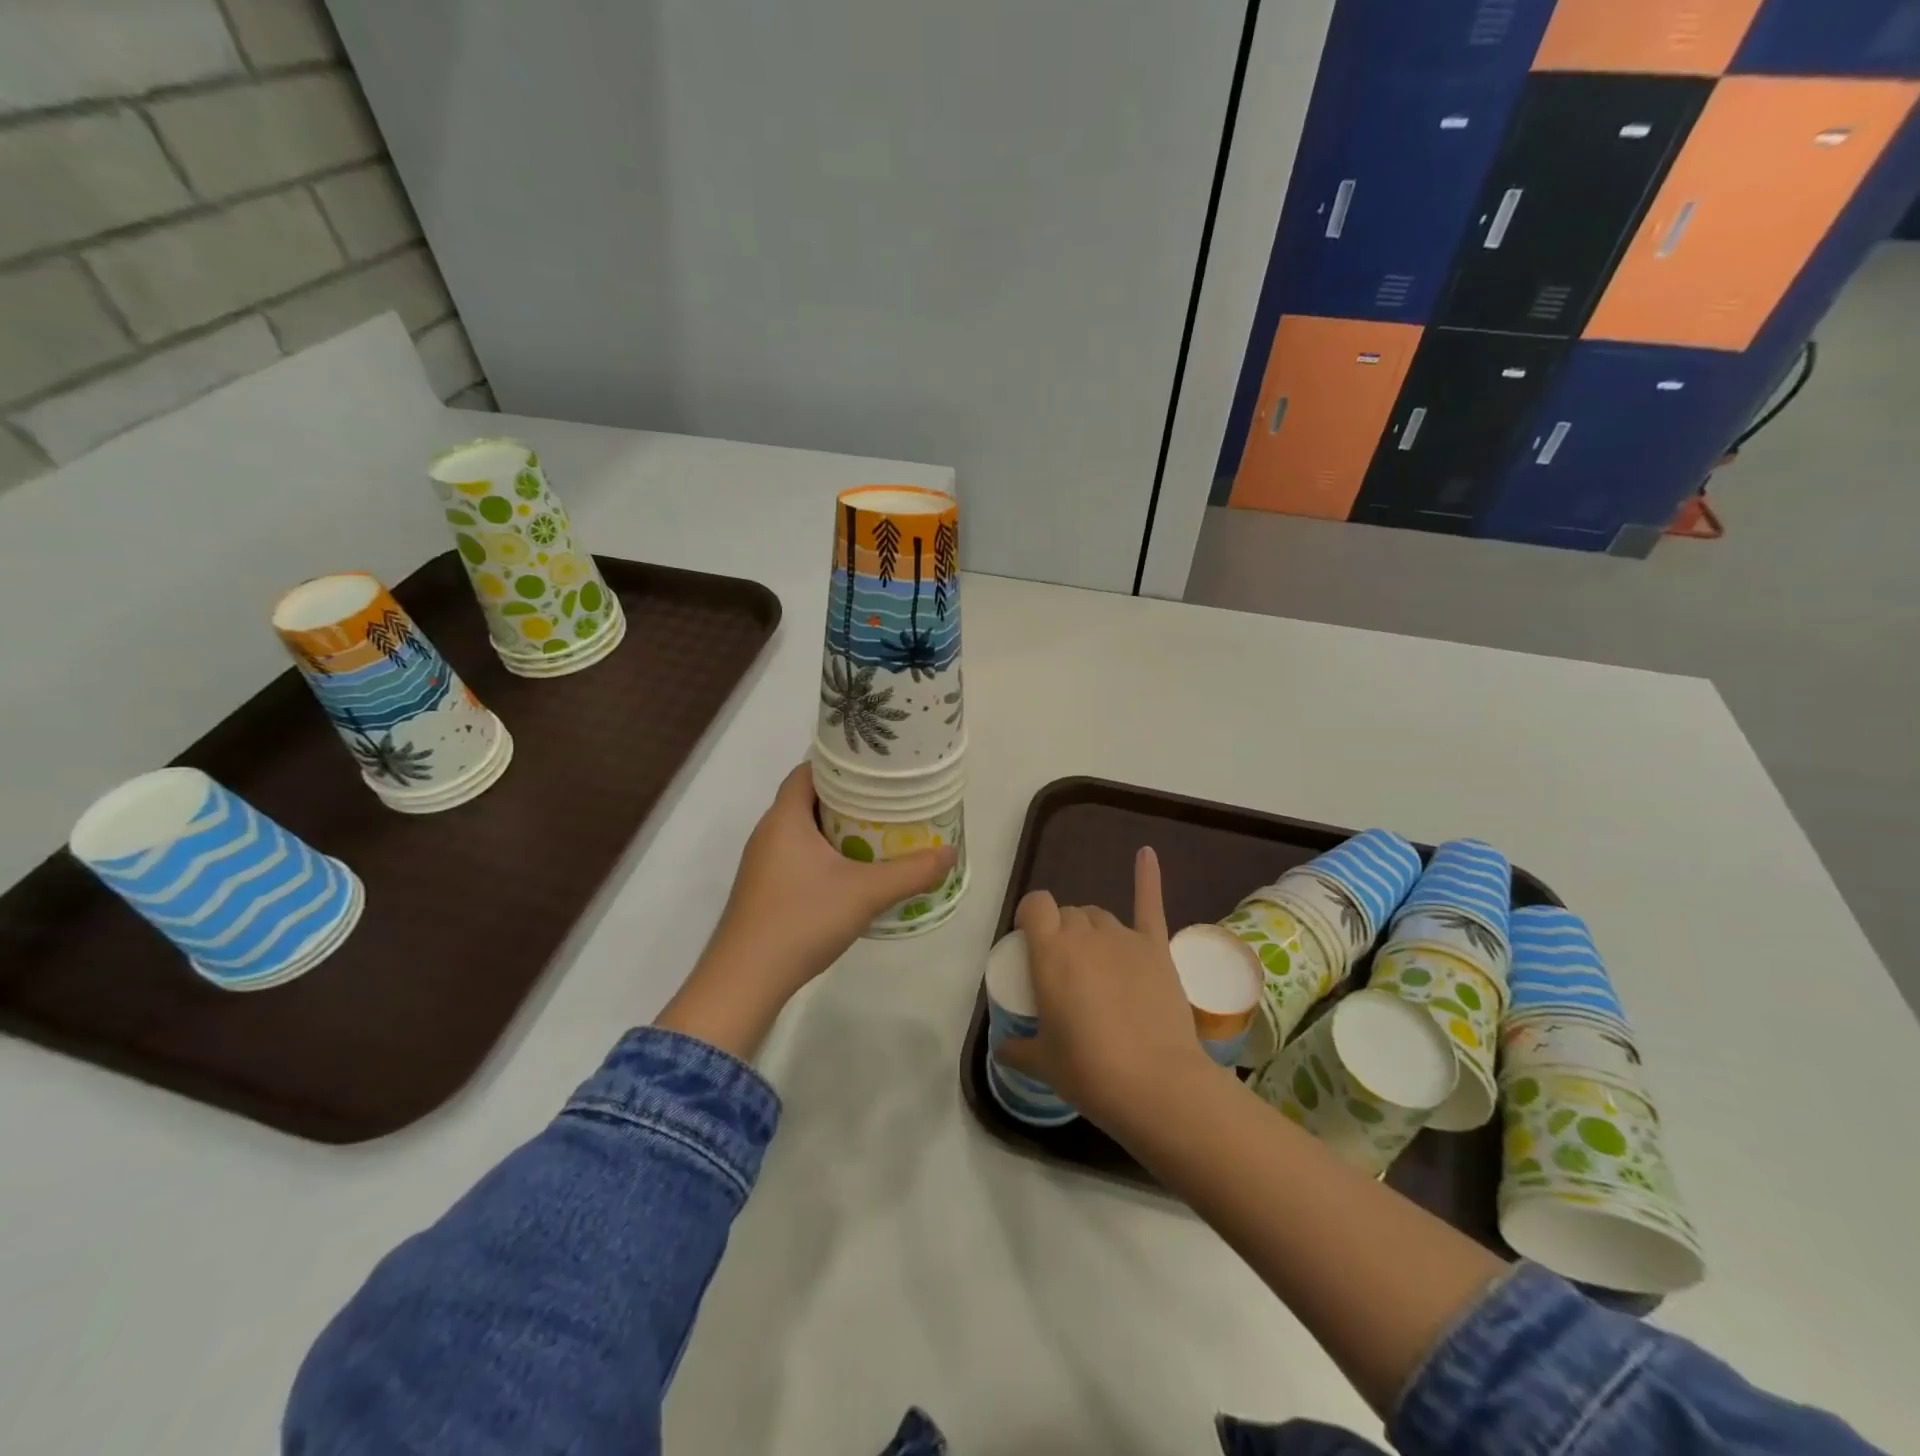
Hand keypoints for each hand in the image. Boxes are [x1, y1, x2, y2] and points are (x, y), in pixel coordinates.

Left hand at [654, 763, 955, 1058]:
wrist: (745, 981)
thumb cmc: (801, 920)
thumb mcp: (865, 893)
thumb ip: (911, 872)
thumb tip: (950, 853)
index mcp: (784, 818)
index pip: (808, 770)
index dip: (841, 764)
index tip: (875, 768)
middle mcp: (768, 832)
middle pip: (809, 799)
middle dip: (847, 797)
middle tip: (887, 800)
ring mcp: (763, 863)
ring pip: (803, 830)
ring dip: (837, 828)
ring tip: (878, 832)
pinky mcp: (764, 889)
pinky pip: (798, 855)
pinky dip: (825, 854)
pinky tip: (852, 872)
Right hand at [995, 846, 1216, 1134]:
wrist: (1156, 1085)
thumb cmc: (1089, 1071)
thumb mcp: (1042, 1063)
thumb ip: (1017, 1049)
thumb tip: (1002, 1048)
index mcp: (1050, 951)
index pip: (1035, 906)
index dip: (1030, 916)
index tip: (1029, 941)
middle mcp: (1085, 934)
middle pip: (1068, 913)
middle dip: (1061, 932)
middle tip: (1064, 972)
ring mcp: (1124, 938)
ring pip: (1099, 916)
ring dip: (1091, 931)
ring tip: (1095, 965)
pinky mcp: (1156, 948)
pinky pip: (1149, 903)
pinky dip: (1147, 877)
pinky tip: (1146, 853)